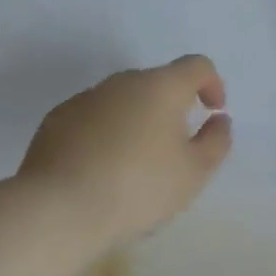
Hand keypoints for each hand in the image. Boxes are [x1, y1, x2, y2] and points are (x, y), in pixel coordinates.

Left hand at [16, 55, 232, 248]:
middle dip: (171, 107)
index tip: (212, 112)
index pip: (196, 66)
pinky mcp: (56, 119)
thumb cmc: (138, 187)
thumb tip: (218, 120)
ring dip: (136, 121)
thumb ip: (216, 141)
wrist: (59, 209)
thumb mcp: (194, 172)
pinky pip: (92, 118)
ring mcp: (86, 97)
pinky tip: (99, 170)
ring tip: (134, 165)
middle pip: (157, 83)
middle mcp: (123, 81)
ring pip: (123, 101)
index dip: (212, 83)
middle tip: (174, 148)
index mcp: (162, 86)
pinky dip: (104, 134)